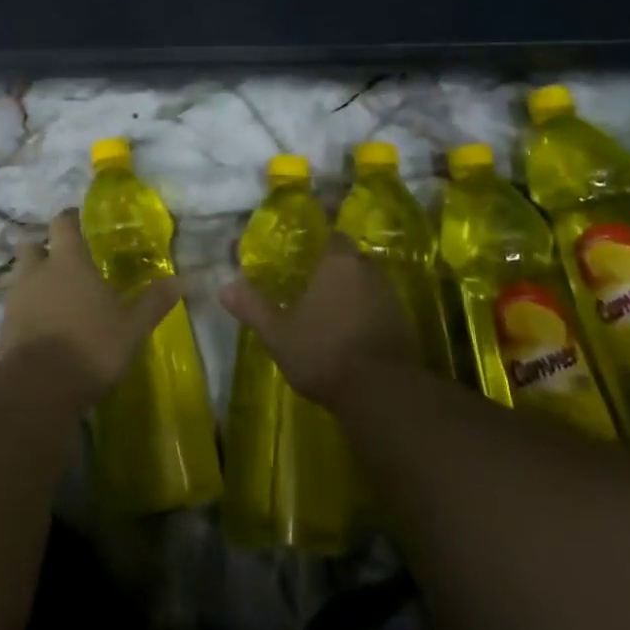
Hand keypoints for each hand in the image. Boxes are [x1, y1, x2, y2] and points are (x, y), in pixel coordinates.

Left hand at [0, 209, 178, 402]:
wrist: (36, 390)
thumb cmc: (90, 347)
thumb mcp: (132, 328)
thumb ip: (153, 302)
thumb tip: (181, 280)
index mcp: (68, 261)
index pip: (62, 223)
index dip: (70, 219)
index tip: (79, 221)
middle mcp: (37, 272)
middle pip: (31, 245)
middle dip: (44, 249)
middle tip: (64, 261)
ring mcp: (15, 300)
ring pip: (21, 277)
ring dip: (35, 281)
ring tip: (56, 299)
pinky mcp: (3, 328)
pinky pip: (15, 308)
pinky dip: (27, 312)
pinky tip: (44, 329)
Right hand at [221, 233, 417, 406]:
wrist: (384, 395)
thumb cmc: (325, 351)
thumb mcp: (278, 333)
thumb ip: (253, 307)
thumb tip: (224, 287)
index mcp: (338, 261)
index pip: (330, 234)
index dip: (316, 239)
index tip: (301, 249)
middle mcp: (368, 270)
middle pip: (349, 258)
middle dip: (331, 268)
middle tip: (309, 281)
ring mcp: (391, 297)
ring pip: (365, 283)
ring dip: (349, 292)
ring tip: (326, 309)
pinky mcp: (405, 325)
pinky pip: (378, 308)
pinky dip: (364, 314)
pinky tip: (348, 333)